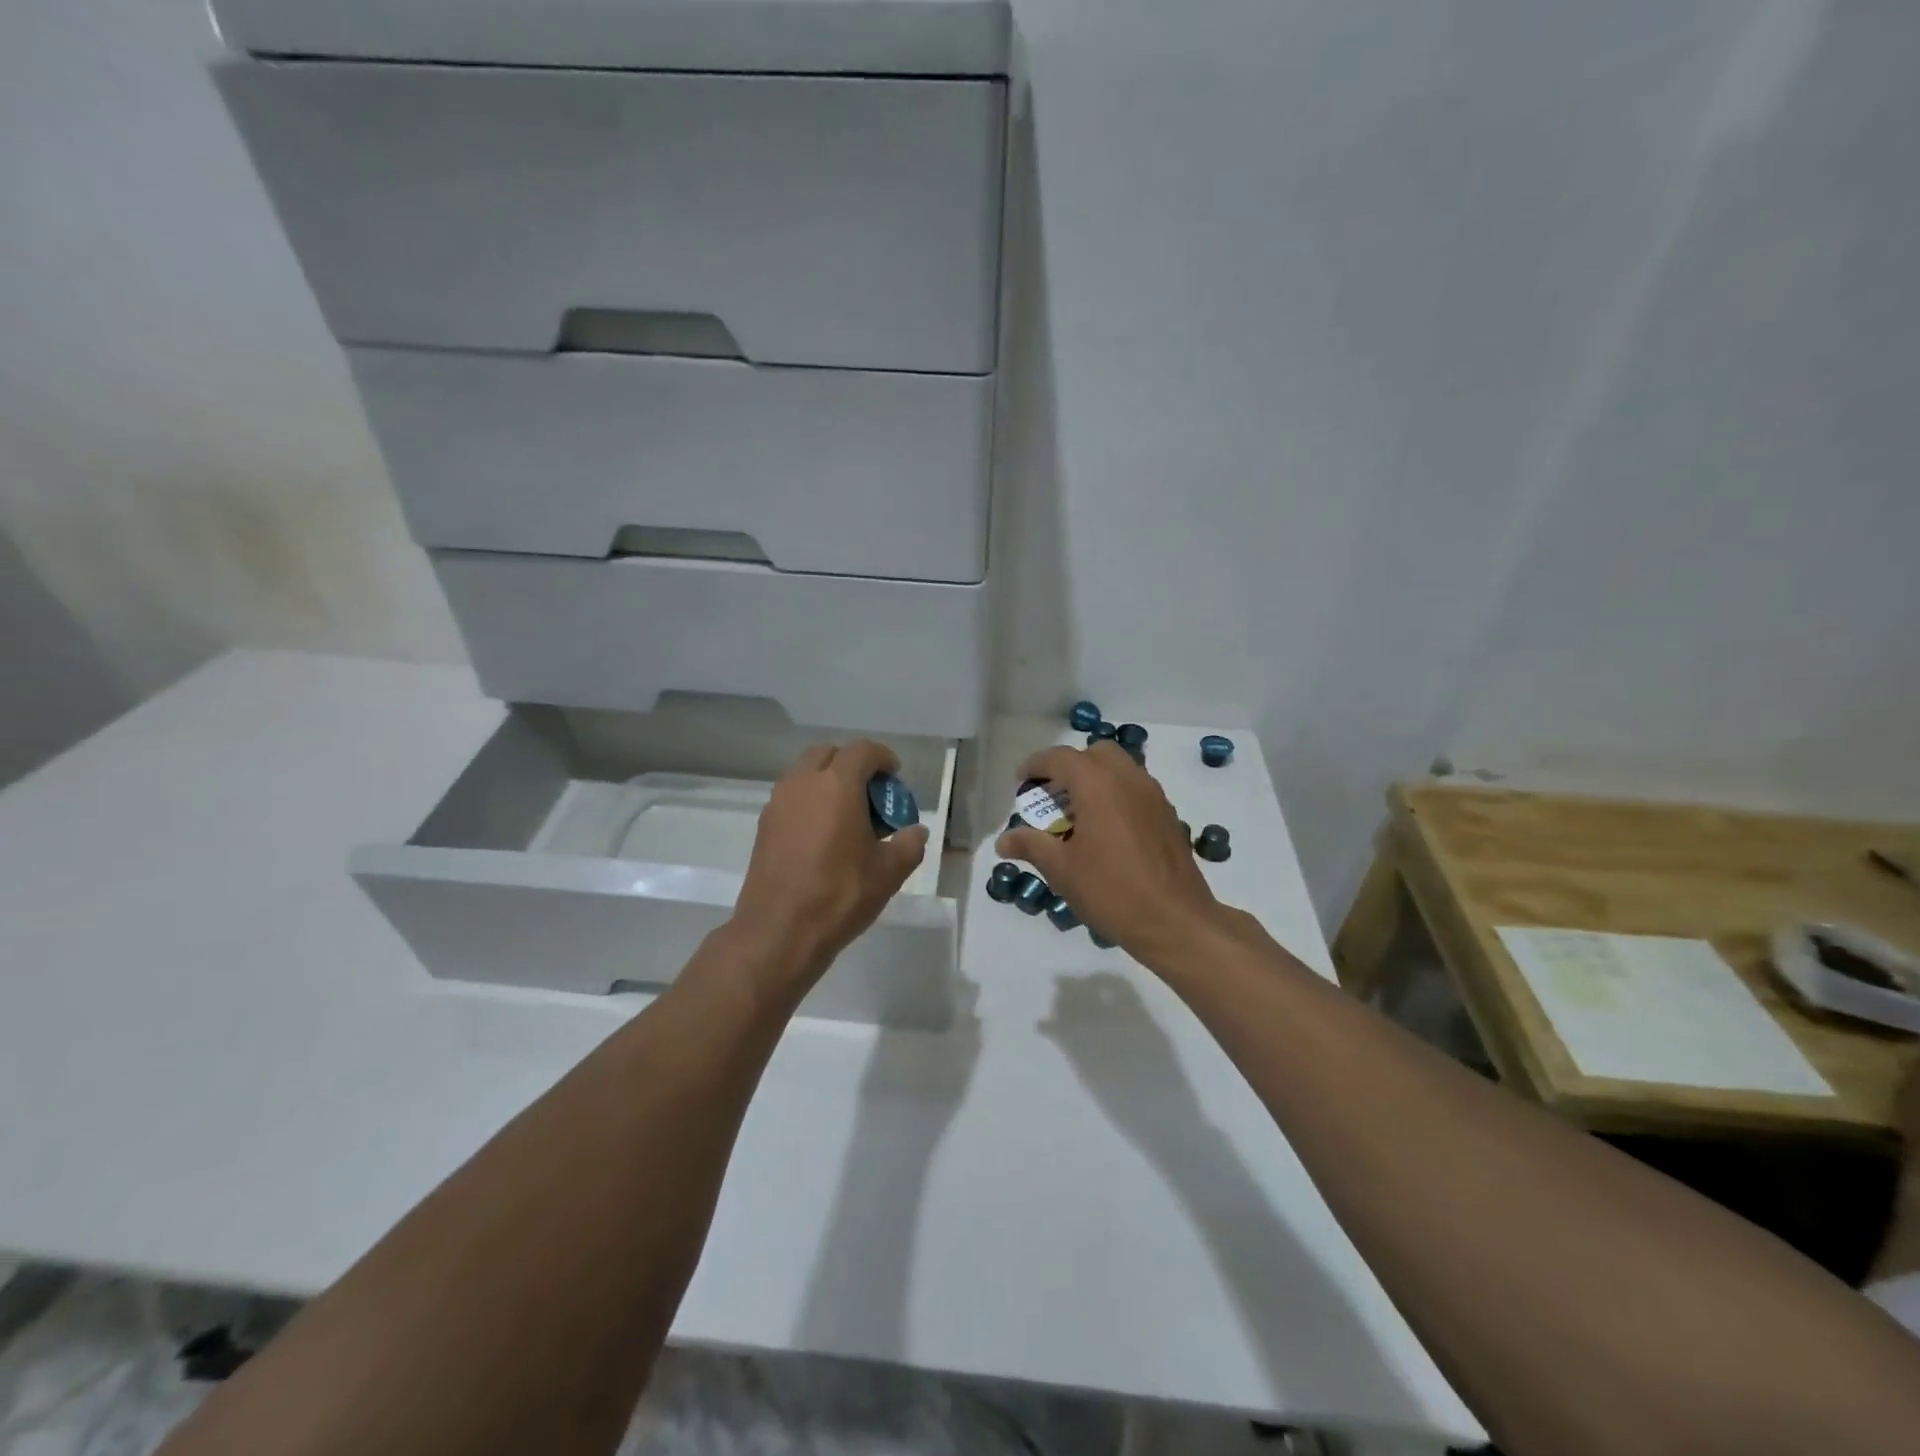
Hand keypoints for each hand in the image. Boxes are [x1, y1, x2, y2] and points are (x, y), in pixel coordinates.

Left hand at [730, 740, 929, 991]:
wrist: (778, 931)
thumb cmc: (840, 895)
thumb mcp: (889, 872)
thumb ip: (908, 844)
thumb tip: (915, 832)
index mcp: (837, 785)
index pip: (862, 751)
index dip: (883, 758)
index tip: (895, 777)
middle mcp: (803, 784)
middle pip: (828, 754)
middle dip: (852, 764)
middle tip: (870, 794)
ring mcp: (778, 804)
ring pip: (805, 774)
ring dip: (828, 782)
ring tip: (848, 816)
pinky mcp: (764, 826)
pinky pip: (791, 798)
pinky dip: (810, 802)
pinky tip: (824, 836)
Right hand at [996, 742, 1253, 968]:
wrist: (1176, 922)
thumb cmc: (1112, 891)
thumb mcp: (1062, 870)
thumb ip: (1031, 845)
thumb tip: (1004, 840)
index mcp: (1098, 784)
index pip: (1060, 758)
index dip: (1036, 765)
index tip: (1020, 783)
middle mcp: (1128, 779)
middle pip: (1095, 754)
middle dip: (1070, 767)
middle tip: (1053, 796)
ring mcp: (1154, 796)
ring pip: (1120, 769)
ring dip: (1096, 779)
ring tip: (1078, 814)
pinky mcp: (1168, 816)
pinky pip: (1137, 790)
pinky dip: (1117, 795)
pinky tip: (1107, 832)